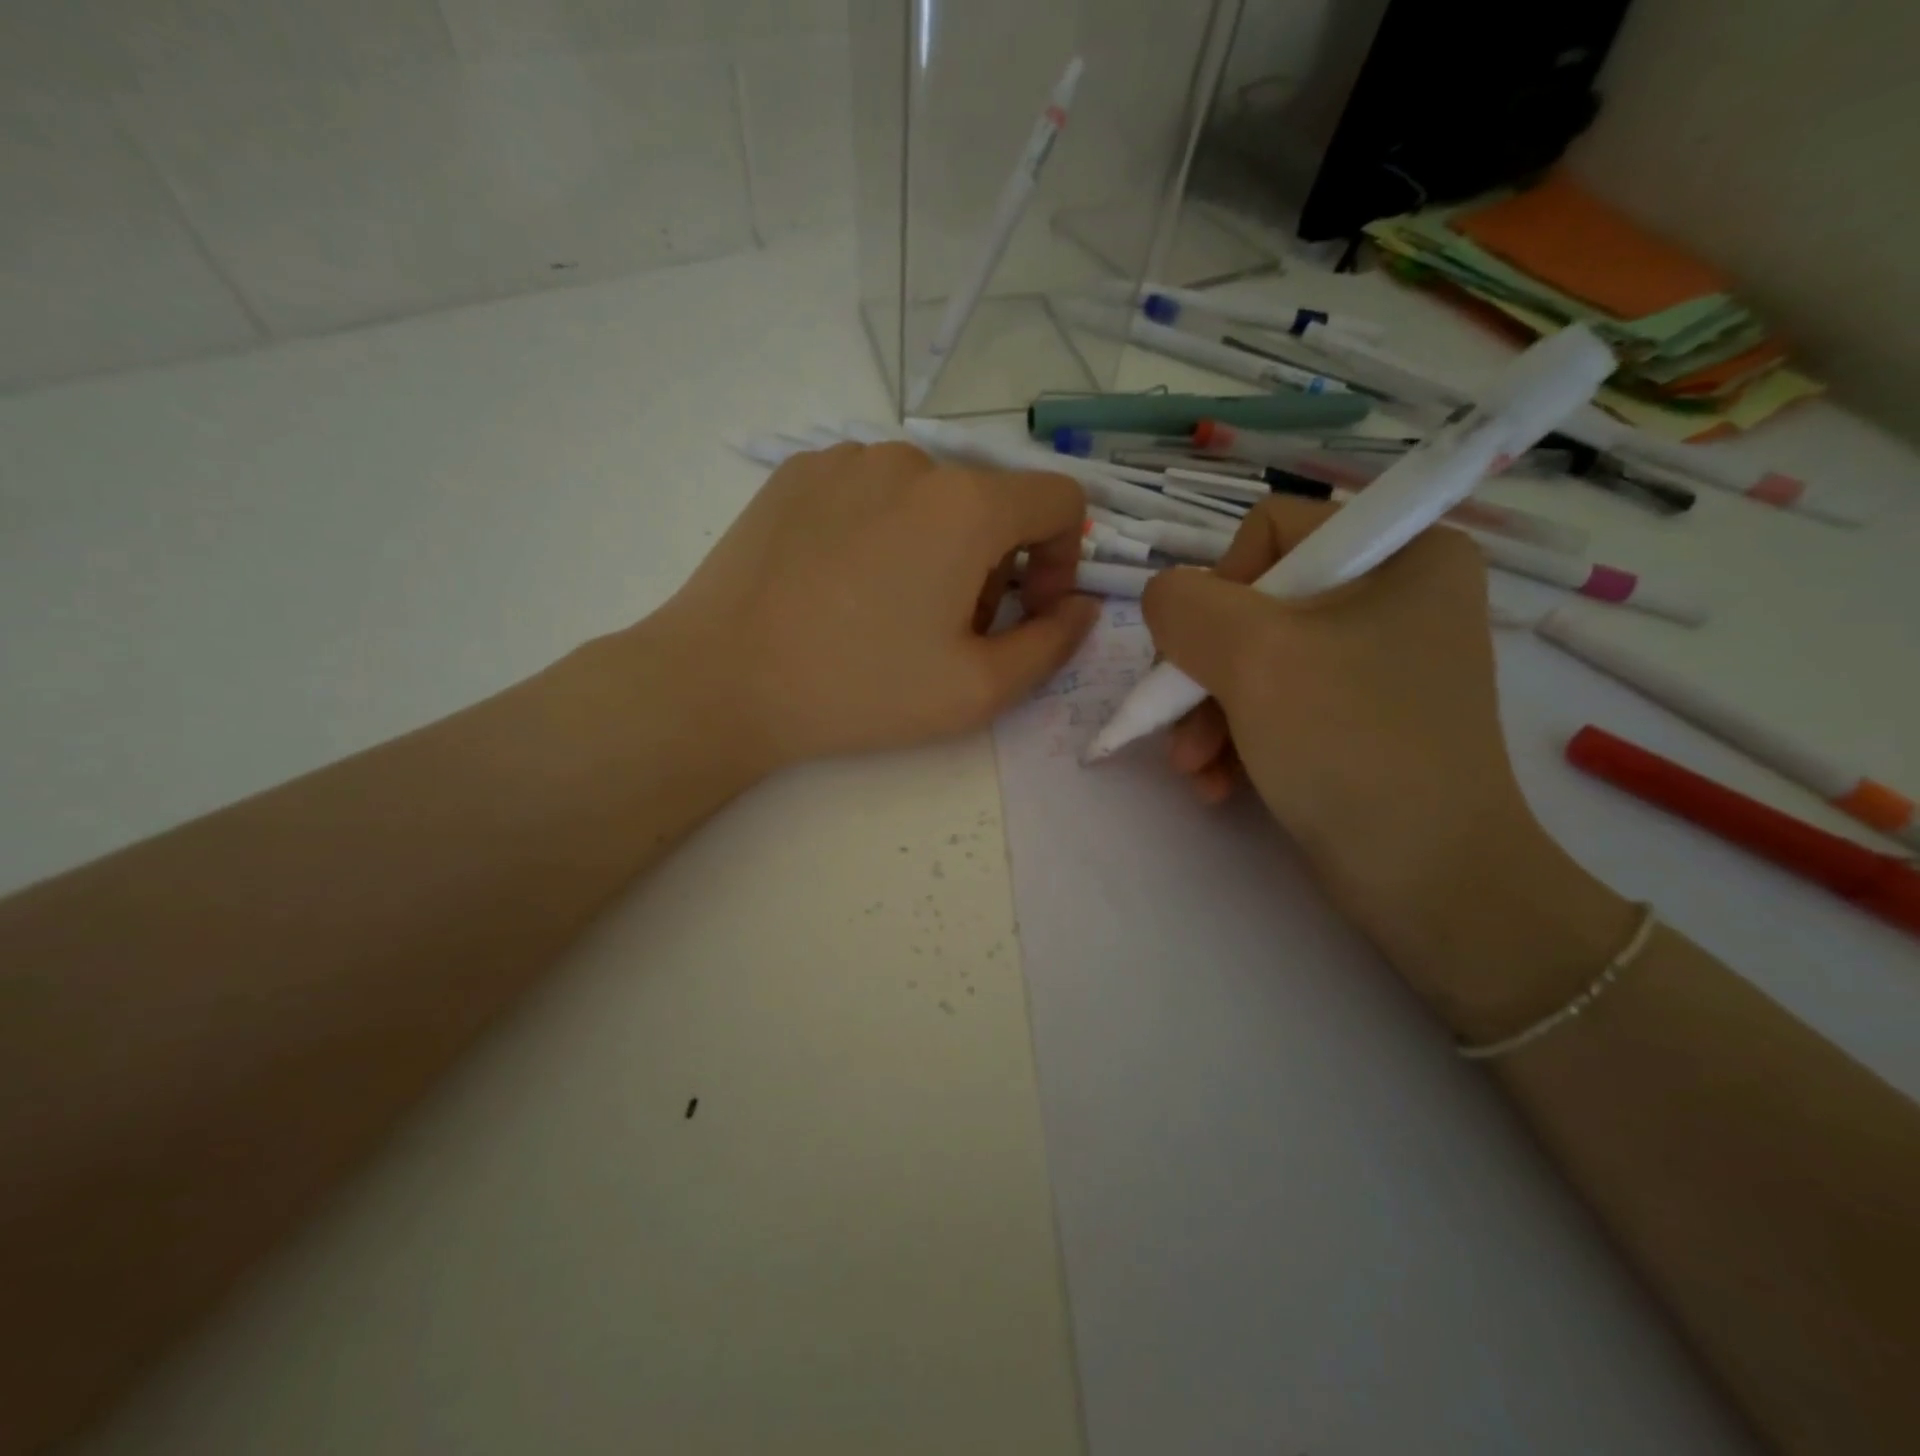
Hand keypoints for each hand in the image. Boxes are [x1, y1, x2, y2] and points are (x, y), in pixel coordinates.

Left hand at [654, 442, 1098, 768]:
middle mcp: (911, 460)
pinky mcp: (797, 471)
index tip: (1028, 610)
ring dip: (936, 548)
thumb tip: (1082, 608)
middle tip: (947, 631)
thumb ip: (1053, 645)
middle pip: (990, 504)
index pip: (1059, 500)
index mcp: (967, 504)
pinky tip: (842, 585)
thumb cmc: (859, 689)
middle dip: (993, 566)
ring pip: (929, 497)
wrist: (721, 679)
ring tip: (889, 611)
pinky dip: (882, 531)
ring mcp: (846, 458)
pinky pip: (871, 492)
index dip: (1063, 558)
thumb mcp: (978, 690)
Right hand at [1140, 497, 1628, 1027]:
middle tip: (1184, 730)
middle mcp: (1394, 597)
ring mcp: (1376, 662)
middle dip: (1203, 673)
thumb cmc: (1350, 746)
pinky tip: (1217, 784)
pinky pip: (1274, 703)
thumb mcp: (1254, 656)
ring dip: (1208, 716)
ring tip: (1195, 770)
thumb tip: (1165, 602)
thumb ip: (1184, 605)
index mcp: (1402, 553)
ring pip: (1253, 661)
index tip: (1208, 654)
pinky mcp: (1358, 716)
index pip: (1270, 532)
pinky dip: (1236, 740)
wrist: (1427, 880)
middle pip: (1252, 606)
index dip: (1221, 589)